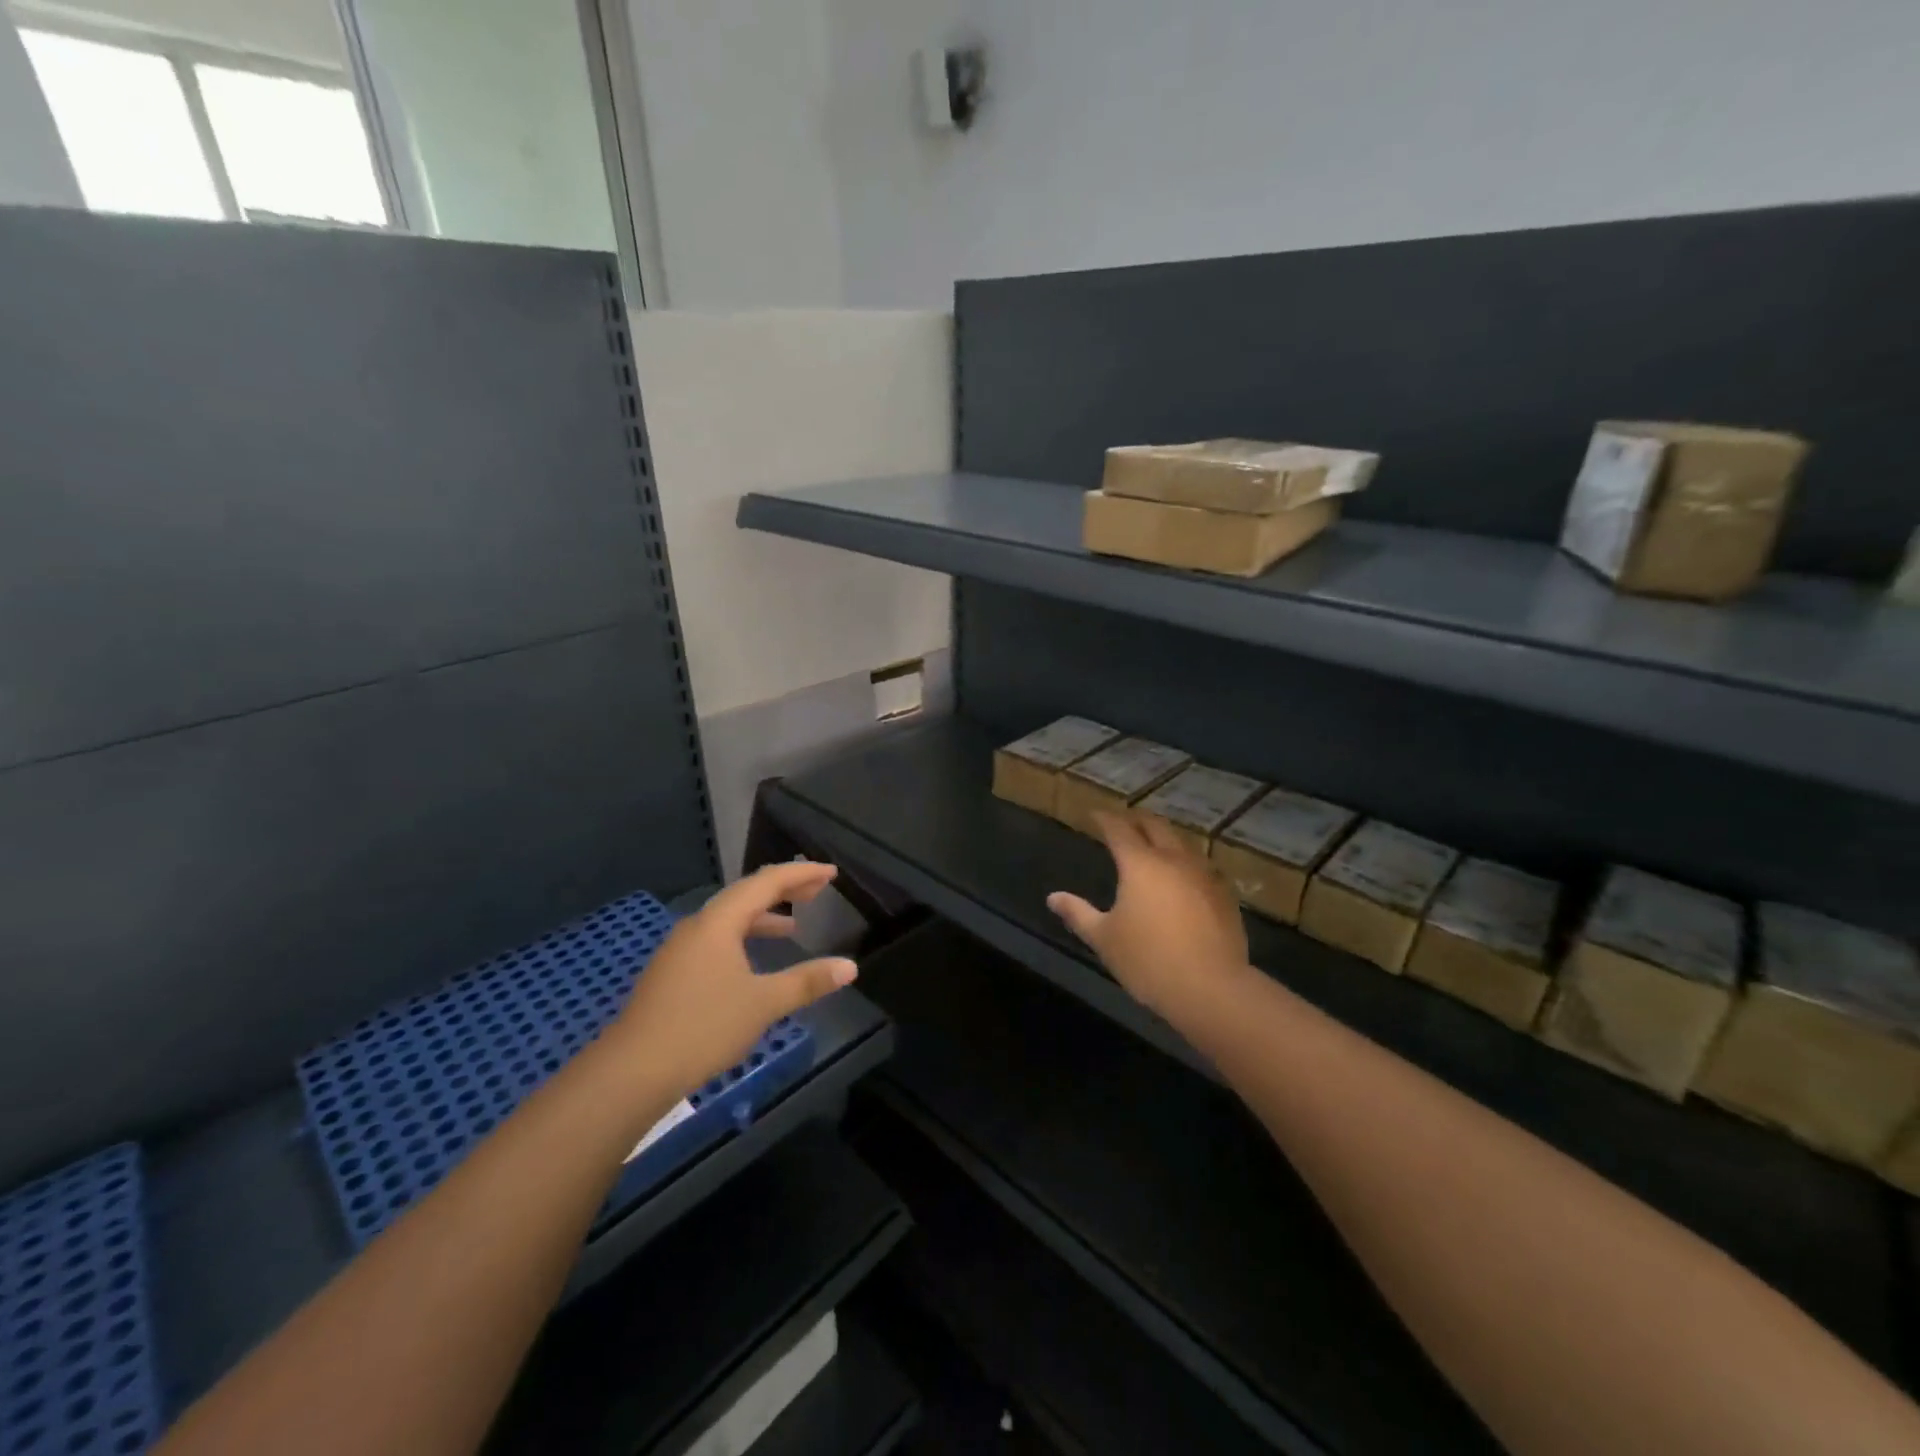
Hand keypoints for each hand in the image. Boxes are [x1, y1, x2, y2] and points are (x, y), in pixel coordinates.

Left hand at [605, 862, 856, 1099]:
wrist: (631, 1072)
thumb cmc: (703, 1027)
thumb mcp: (763, 1004)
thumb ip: (806, 982)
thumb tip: (849, 967)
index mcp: (719, 923)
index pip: (766, 883)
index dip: (801, 874)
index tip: (831, 873)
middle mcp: (698, 926)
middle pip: (746, 895)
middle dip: (784, 890)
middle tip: (817, 890)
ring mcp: (680, 950)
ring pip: (729, 919)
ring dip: (763, 917)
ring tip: (792, 927)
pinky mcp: (672, 974)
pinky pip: (716, 940)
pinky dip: (744, 938)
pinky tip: (753, 964)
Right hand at [1047, 812, 1250, 1022]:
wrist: (1211, 988)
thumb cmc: (1148, 960)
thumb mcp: (1104, 939)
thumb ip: (1078, 914)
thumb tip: (1053, 898)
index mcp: (1140, 864)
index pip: (1119, 829)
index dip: (1105, 819)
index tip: (1095, 814)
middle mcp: (1173, 859)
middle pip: (1155, 826)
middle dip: (1137, 820)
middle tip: (1124, 822)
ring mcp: (1204, 875)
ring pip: (1183, 843)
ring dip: (1165, 838)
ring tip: (1154, 845)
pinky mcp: (1225, 895)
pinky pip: (1202, 866)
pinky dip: (1186, 862)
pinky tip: (1184, 876)